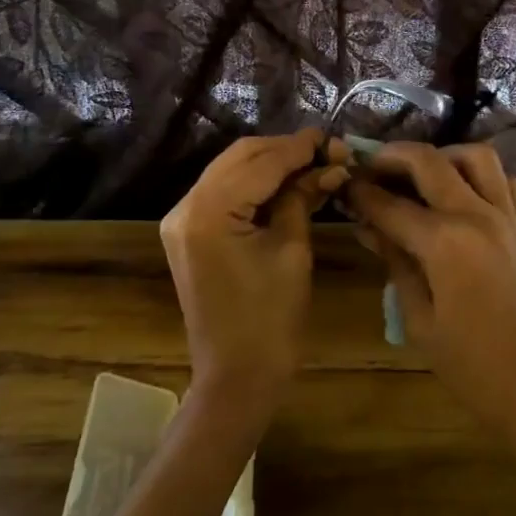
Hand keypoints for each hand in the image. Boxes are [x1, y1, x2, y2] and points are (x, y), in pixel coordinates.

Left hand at [160, 129, 348, 415]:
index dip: (300, 147)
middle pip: (240, 157)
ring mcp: (182, 219)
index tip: (333, 138)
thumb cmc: (271, 321)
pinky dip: (255, 183)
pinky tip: (286, 183)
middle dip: (284, 150)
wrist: (236, 378)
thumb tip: (329, 164)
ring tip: (313, 164)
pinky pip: (223, 192)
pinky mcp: (188, 232)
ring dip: (270, 163)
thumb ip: (303, 197)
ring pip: (231, 170)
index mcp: (209, 211)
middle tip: (327, 152)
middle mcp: (185, 206)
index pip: (261, 162)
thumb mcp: (293, 251)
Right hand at [346, 143, 515, 492]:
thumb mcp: (420, 321)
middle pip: (430, 162)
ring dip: (443, 156)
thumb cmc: (474, 370)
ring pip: (477, 157)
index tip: (341, 184)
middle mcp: (478, 215)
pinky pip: (506, 182)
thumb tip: (369, 228)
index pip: (390, 204)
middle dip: (393, 156)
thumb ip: (395, 264)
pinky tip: (464, 196)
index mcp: (445, 242)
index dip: (360, 192)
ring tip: (421, 175)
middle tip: (370, 166)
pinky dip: (482, 176)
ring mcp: (510, 217)